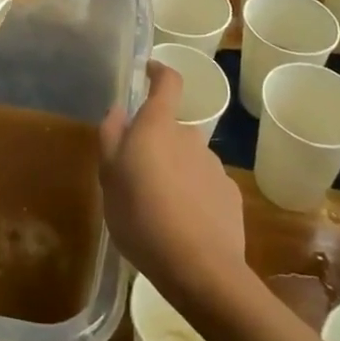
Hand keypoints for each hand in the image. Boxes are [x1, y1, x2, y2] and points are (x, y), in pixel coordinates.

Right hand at [99, 62, 245, 301]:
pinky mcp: (230, 195)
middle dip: (156, 144)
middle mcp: (190, 136)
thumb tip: (119, 110)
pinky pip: (204, 186)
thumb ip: (111, 137)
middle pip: (171, 129)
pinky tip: (183, 225)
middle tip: (137, 176)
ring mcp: (214, 165)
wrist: (200, 269)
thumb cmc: (142, 217)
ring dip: (174, 172)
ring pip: (188, 159)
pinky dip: (193, 196)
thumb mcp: (109, 178)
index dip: (158, 72)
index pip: (168, 82)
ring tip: (158, 209)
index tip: (148, 70)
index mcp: (158, 126)